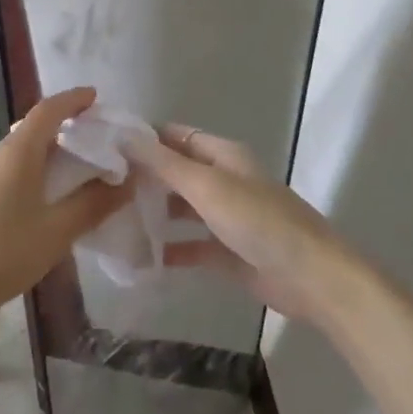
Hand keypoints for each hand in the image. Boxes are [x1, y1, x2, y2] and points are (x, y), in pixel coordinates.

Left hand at [0, 87, 130, 404]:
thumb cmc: (1, 252)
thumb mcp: (56, 231)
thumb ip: (93, 204)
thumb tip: (127, 179)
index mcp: (19, 151)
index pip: (49, 110)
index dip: (73, 100)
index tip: (96, 97)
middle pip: (36, 128)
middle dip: (68, 127)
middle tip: (99, 139)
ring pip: (24, 152)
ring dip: (53, 152)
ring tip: (82, 169)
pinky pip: (14, 171)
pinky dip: (39, 172)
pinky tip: (50, 198)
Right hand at [126, 124, 360, 327]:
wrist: (311, 277)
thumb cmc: (258, 221)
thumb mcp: (207, 186)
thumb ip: (164, 164)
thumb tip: (123, 136)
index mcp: (223, 155)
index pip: (175, 136)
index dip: (144, 139)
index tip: (105, 148)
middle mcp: (223, 180)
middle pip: (177, 172)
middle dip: (144, 177)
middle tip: (101, 188)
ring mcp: (227, 217)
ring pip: (182, 209)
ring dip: (154, 213)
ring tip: (112, 220)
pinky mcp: (228, 253)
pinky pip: (191, 246)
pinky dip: (169, 249)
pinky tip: (140, 257)